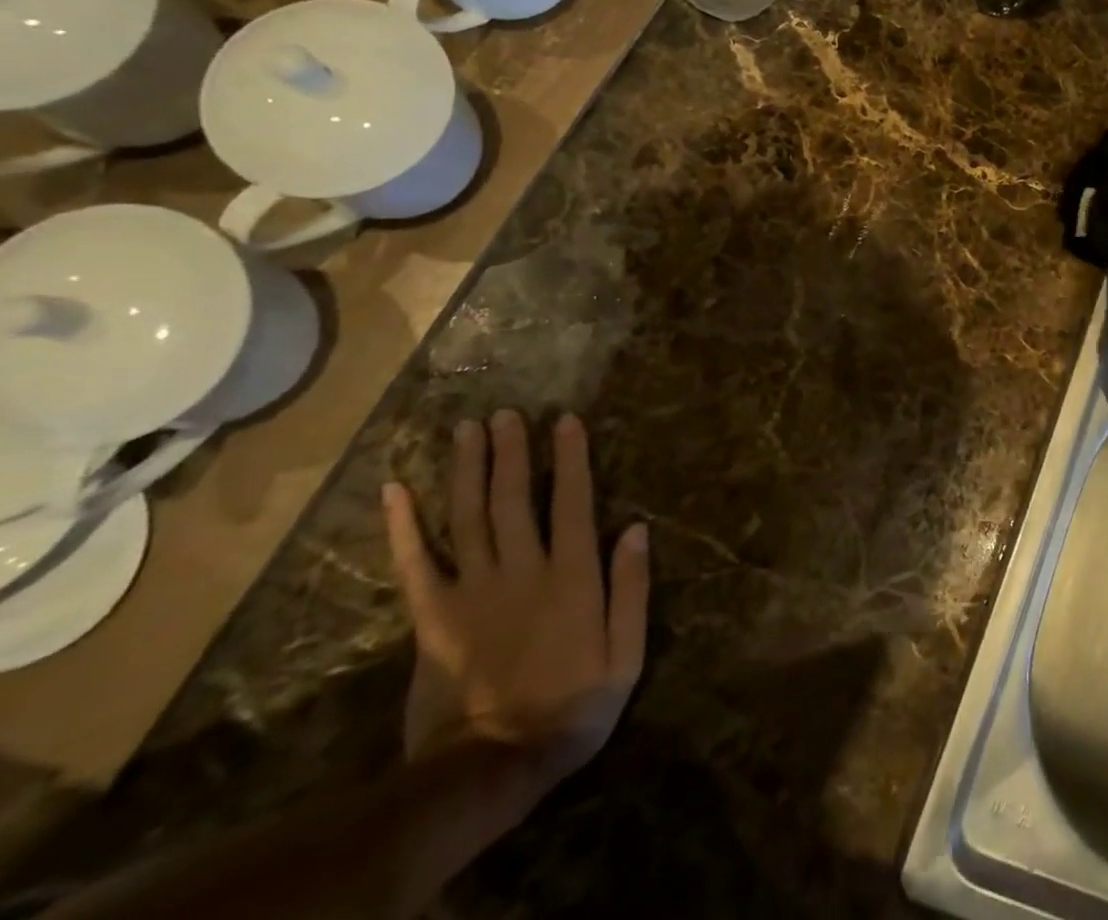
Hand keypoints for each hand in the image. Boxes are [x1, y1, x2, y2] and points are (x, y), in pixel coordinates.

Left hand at [382, 410, 649, 790]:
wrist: (492, 768)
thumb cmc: (572, 708)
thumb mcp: (626, 656)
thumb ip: (631, 589)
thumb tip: (636, 528)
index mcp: (571, 577)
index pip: (572, 502)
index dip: (570, 458)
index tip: (566, 420)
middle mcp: (521, 571)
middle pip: (514, 499)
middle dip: (512, 451)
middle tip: (507, 412)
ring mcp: (472, 592)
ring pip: (468, 517)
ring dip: (468, 469)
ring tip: (467, 429)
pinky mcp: (433, 618)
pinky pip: (415, 564)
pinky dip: (405, 526)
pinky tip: (397, 490)